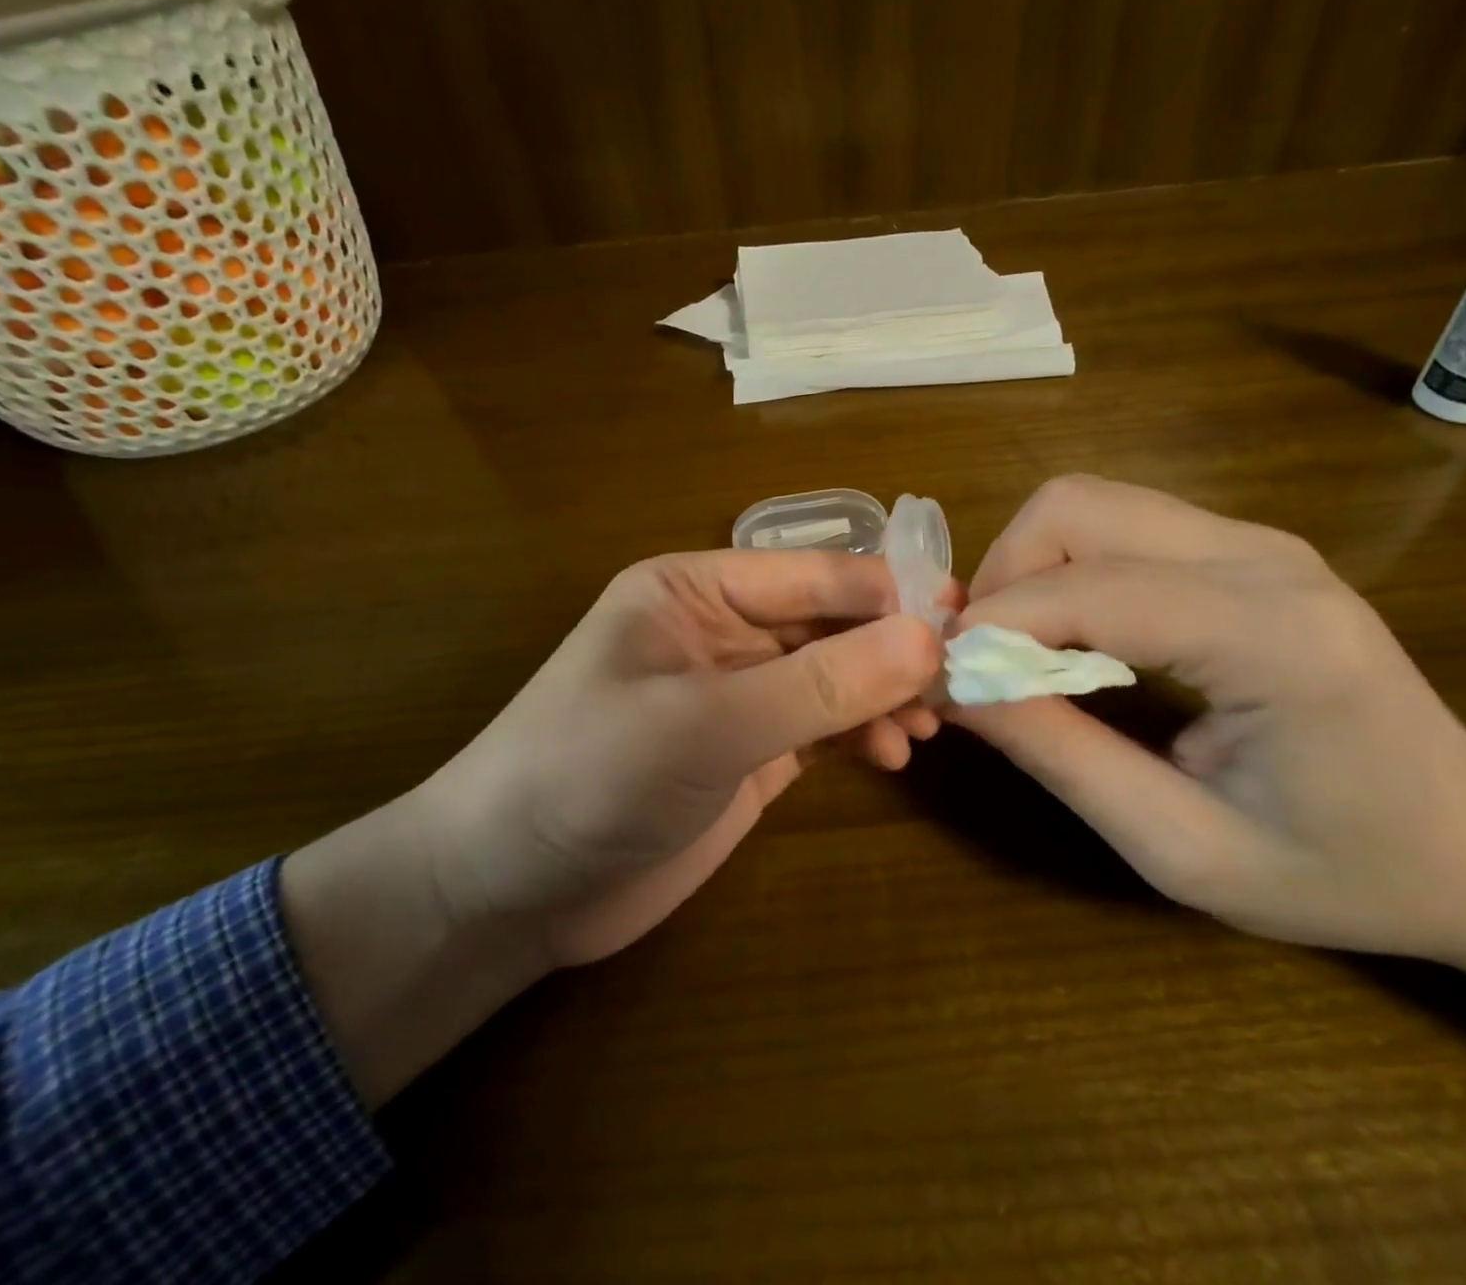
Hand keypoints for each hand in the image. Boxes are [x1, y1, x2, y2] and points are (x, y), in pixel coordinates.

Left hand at [282, 548, 939, 1104]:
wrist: (506, 892)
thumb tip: (929, 638)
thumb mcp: (706, 723)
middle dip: (892, 650)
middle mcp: (721, 631)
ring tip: (926, 727)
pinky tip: (892, 754)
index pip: (812, 574)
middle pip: (829, 623)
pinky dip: (860, 733)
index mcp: (696, 590)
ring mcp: (736, 695)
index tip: (960, 620)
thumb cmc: (588, 777)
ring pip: (833, 675)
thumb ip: (818, 683)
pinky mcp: (746, 753)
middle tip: (959, 683)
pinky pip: (821, 725)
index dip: (886, 593)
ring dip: (882, 693)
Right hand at [952, 476, 1465, 1116]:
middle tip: (980, 660)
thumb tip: (958, 689)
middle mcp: (1265, 559)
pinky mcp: (1240, 545)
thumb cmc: (1343, 870)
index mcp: (1277, 640)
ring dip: (1025, 568)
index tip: (943, 677)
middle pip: (1074, 507)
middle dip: (1001, 576)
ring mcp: (1255, 540)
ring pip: (1085, 503)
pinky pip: (1114, 525)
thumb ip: (1063, 759)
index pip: (1094, 590)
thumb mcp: (1184, 849)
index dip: (996, 625)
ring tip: (1014, 651)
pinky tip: (1065, 636)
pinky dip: (1060, 569)